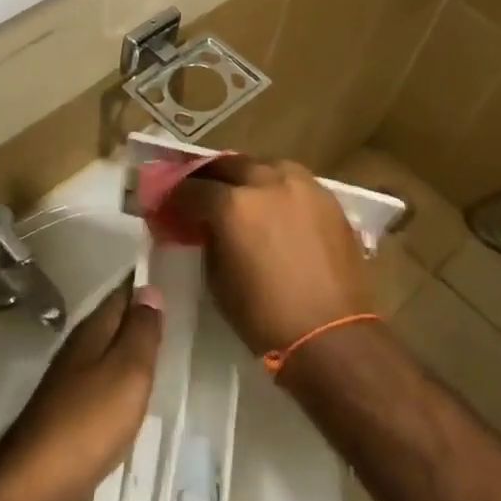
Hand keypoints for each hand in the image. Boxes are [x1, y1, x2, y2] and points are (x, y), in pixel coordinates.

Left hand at [0, 286, 163, 500]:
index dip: (147, 284)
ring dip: (136, 351)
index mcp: (92, 333)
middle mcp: (80, 351)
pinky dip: (127, 384)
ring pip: (111, 356)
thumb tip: (150, 289)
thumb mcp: (126, 373)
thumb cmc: (88, 423)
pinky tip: (143, 396)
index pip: (122, 294)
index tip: (178, 273)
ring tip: (173, 349)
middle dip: (144, 317)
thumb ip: (141, 332)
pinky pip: (107, 388)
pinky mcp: (73, 418)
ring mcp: (73, 385)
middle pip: (116, 324)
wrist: (36, 488)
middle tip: (186, 312)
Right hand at [161, 158, 371, 356]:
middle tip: (200, 192)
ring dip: (247, 176)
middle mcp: (266, 182)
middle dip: (210, 177)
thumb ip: (207, 240)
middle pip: (229, 165)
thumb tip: (203, 227)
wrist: (332, 336)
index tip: (168, 206)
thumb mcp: (217, 279)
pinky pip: (294, 180)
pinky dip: (277, 187)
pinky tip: (274, 205)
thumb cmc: (264, 316)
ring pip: (265, 166)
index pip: (192, 189)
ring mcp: (302, 186)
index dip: (175, 197)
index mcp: (233, 204)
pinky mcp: (328, 198)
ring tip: (241, 193)